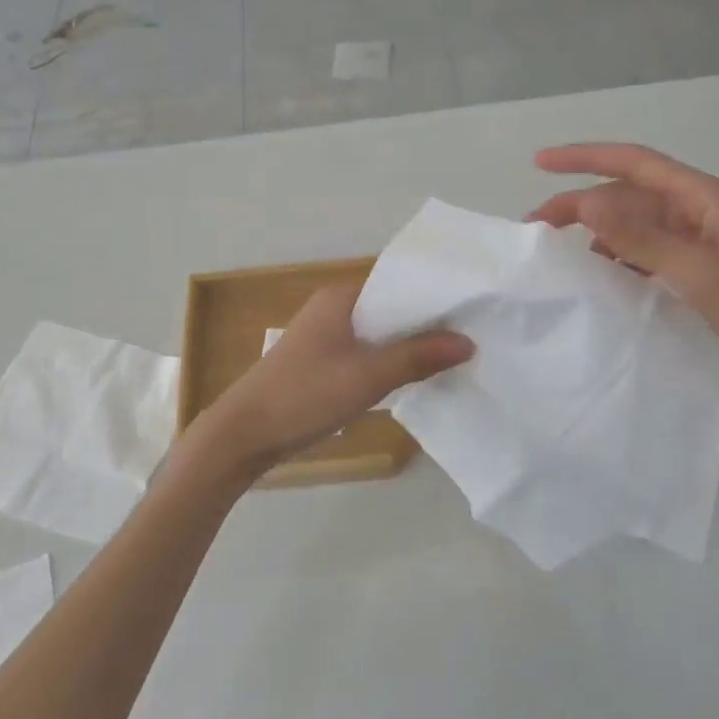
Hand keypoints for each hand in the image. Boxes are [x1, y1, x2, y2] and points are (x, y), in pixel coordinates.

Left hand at [197, 283, 473, 466]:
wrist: (243, 434)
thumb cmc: (304, 396)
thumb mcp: (367, 377)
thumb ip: (418, 357)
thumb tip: (468, 342)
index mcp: (342, 298)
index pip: (399, 284)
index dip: (435, 296)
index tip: (474, 309)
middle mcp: (334, 309)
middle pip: (392, 310)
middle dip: (427, 325)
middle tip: (474, 336)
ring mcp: (326, 337)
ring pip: (380, 335)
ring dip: (410, 347)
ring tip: (455, 357)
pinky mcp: (322, 363)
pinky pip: (366, 354)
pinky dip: (390, 363)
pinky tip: (416, 378)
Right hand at [529, 143, 718, 406]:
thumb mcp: (697, 270)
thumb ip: (639, 237)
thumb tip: (586, 202)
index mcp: (703, 197)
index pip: (634, 162)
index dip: (584, 157)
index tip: (540, 163)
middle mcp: (699, 209)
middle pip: (629, 194)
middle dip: (582, 203)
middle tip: (538, 228)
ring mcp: (702, 239)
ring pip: (637, 224)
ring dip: (600, 233)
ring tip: (562, 255)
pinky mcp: (703, 267)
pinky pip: (650, 251)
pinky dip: (622, 258)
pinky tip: (602, 277)